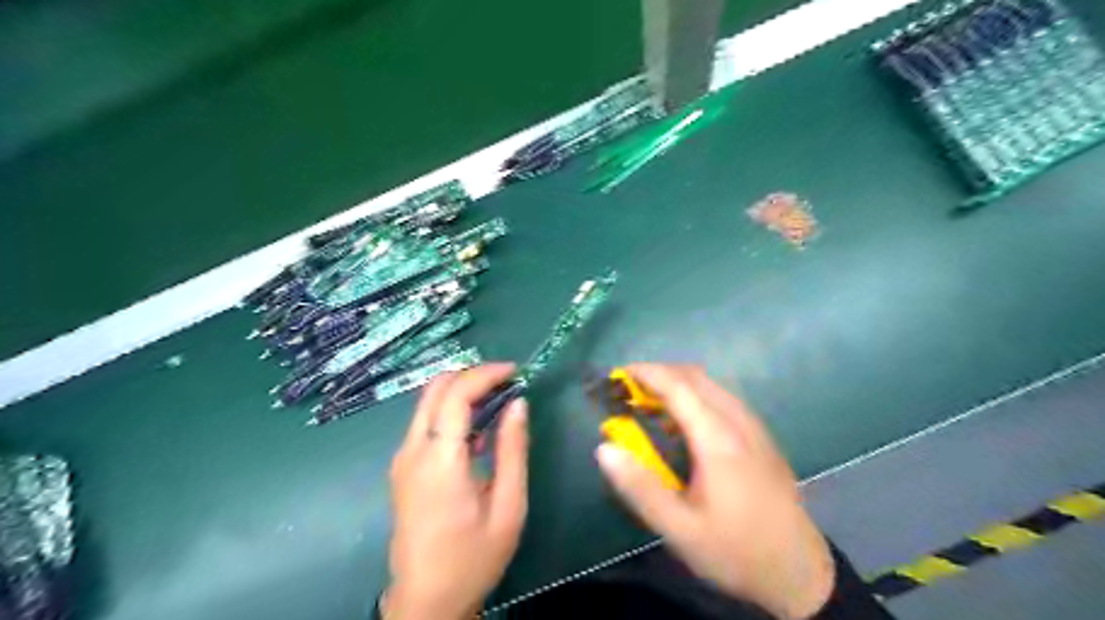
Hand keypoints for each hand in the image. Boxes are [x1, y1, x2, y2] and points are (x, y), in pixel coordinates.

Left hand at [385, 364, 528, 618]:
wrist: (426, 601)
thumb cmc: (473, 558)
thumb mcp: (508, 506)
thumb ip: (513, 449)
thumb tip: (518, 403)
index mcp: (439, 461)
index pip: (456, 394)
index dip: (486, 374)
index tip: (516, 371)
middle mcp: (412, 451)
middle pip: (435, 388)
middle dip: (472, 375)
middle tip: (507, 382)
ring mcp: (402, 458)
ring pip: (427, 402)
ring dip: (461, 391)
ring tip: (498, 401)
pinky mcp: (402, 468)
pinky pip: (425, 423)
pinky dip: (451, 411)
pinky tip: (477, 431)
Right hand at [597, 365, 827, 617]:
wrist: (800, 572)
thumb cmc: (735, 551)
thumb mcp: (680, 530)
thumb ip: (640, 488)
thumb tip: (604, 448)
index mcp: (718, 438)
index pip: (678, 385)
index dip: (645, 373)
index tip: (616, 376)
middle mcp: (739, 421)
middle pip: (695, 376)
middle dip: (658, 374)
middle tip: (628, 392)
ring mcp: (754, 426)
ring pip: (711, 385)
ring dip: (677, 384)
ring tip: (650, 406)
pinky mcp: (761, 436)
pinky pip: (723, 399)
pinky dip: (695, 396)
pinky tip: (684, 425)